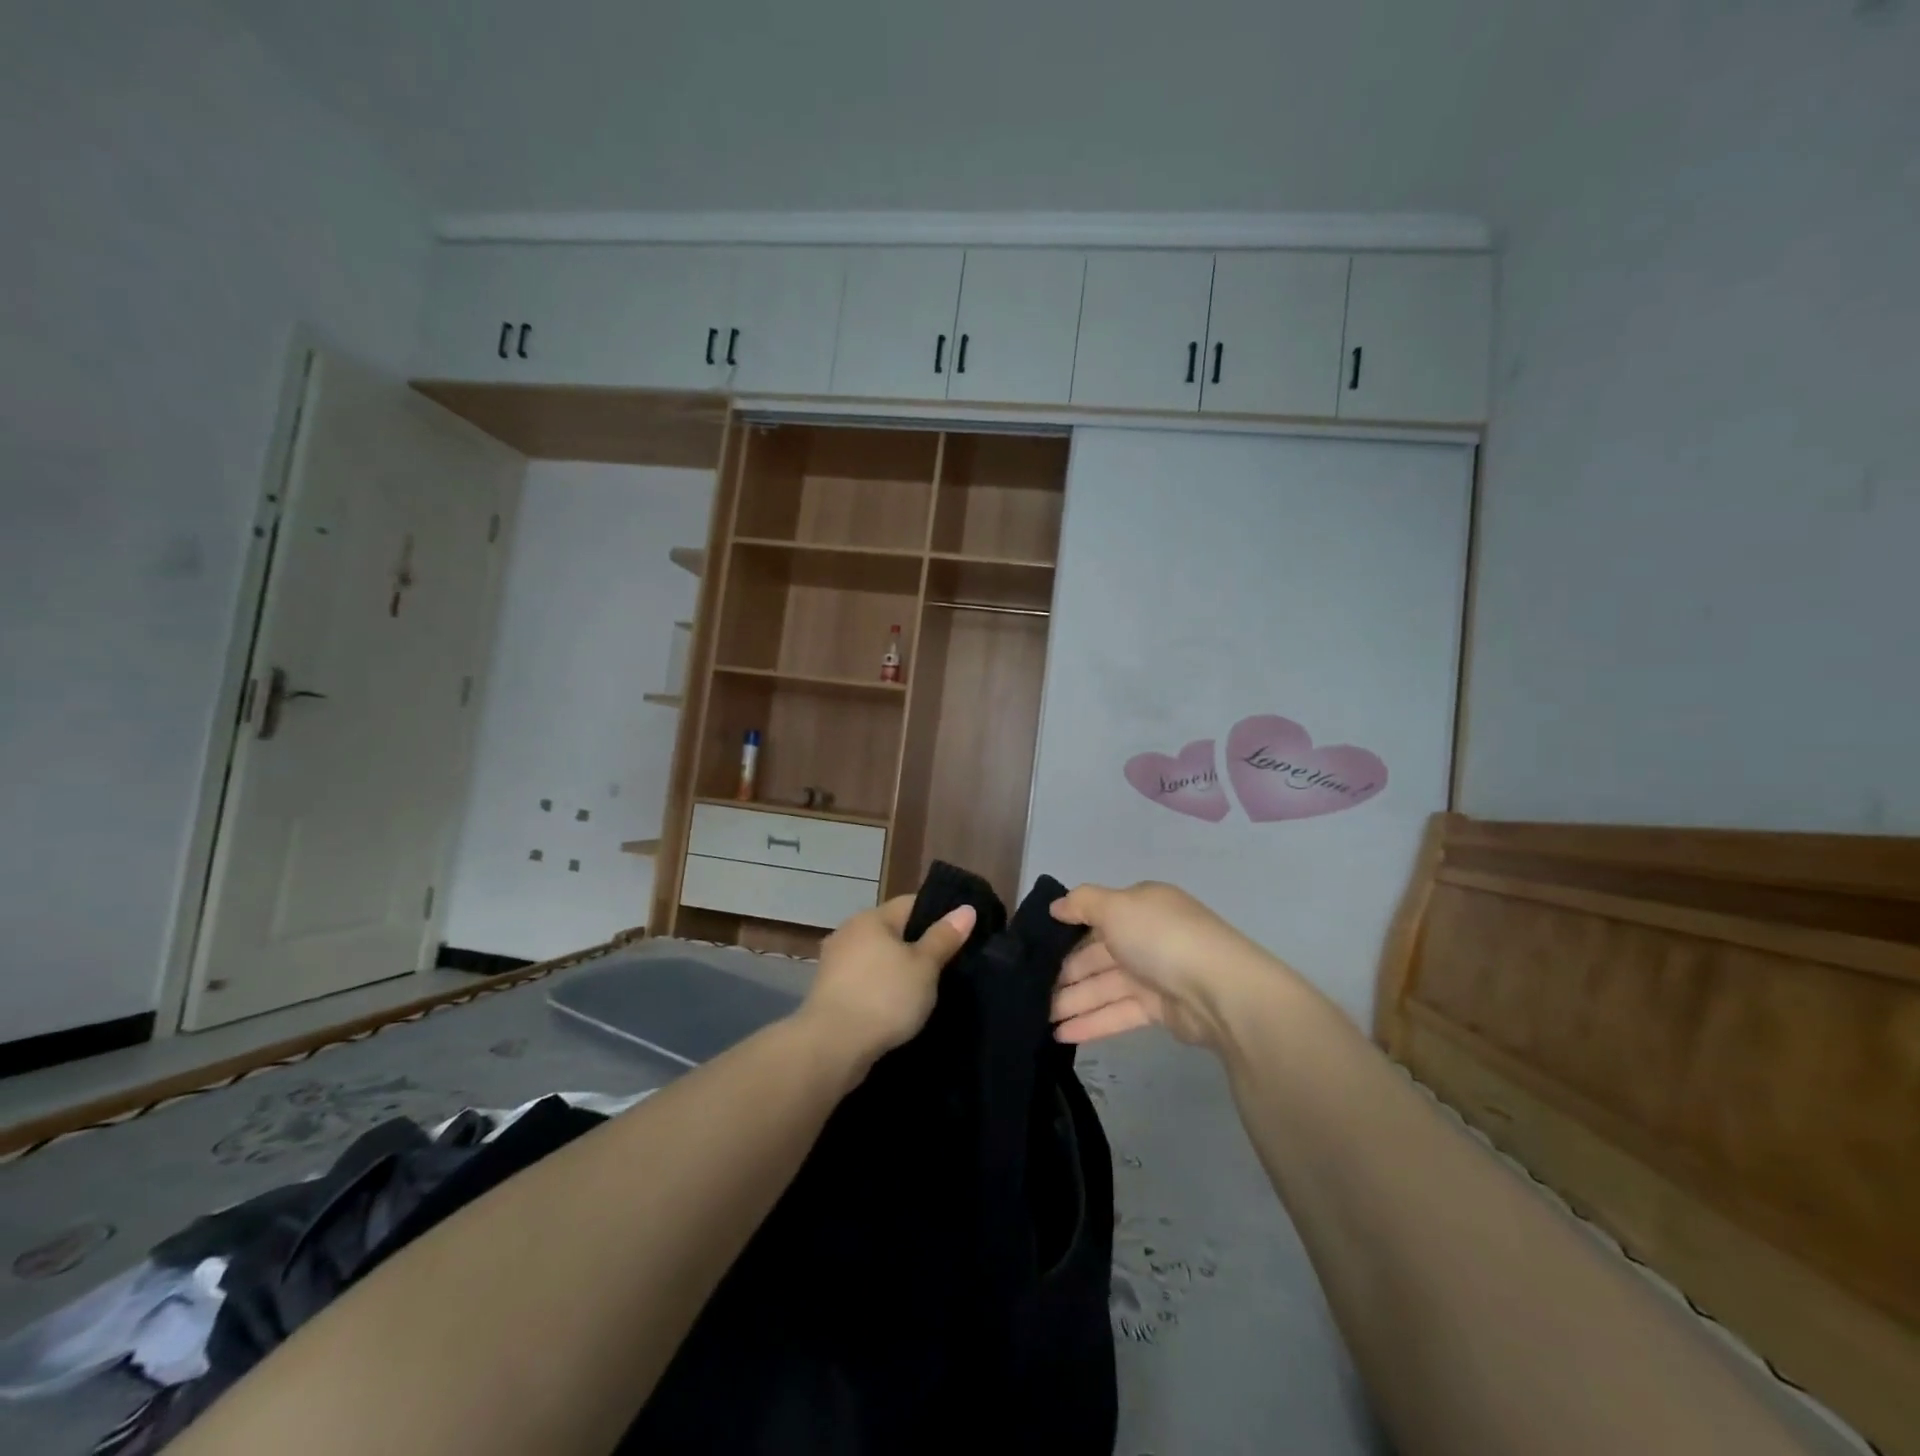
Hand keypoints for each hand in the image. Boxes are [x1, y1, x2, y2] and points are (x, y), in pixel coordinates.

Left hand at [799, 895, 976, 1066]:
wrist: (832, 1047)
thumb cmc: (884, 997)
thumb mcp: (924, 967)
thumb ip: (944, 937)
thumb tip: (966, 909)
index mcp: (871, 918)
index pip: (911, 903)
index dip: (938, 914)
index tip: (960, 934)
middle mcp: (848, 932)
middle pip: (892, 930)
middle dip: (917, 945)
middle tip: (947, 965)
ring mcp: (834, 962)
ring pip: (877, 957)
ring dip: (897, 969)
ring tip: (924, 989)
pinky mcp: (828, 991)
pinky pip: (864, 980)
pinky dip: (880, 989)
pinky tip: (896, 1007)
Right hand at [1048, 881, 1275, 1049]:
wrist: (1219, 991)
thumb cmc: (1161, 938)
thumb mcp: (1116, 906)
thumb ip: (1082, 903)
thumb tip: (1056, 906)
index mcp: (1140, 907)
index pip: (1096, 917)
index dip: (1066, 931)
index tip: (1037, 948)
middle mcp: (1146, 937)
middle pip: (1096, 955)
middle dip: (1064, 972)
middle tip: (1030, 990)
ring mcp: (1153, 974)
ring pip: (1104, 986)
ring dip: (1072, 1001)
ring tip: (1038, 1017)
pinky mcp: (1159, 1009)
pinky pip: (1118, 1012)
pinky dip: (1091, 1022)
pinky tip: (1061, 1034)